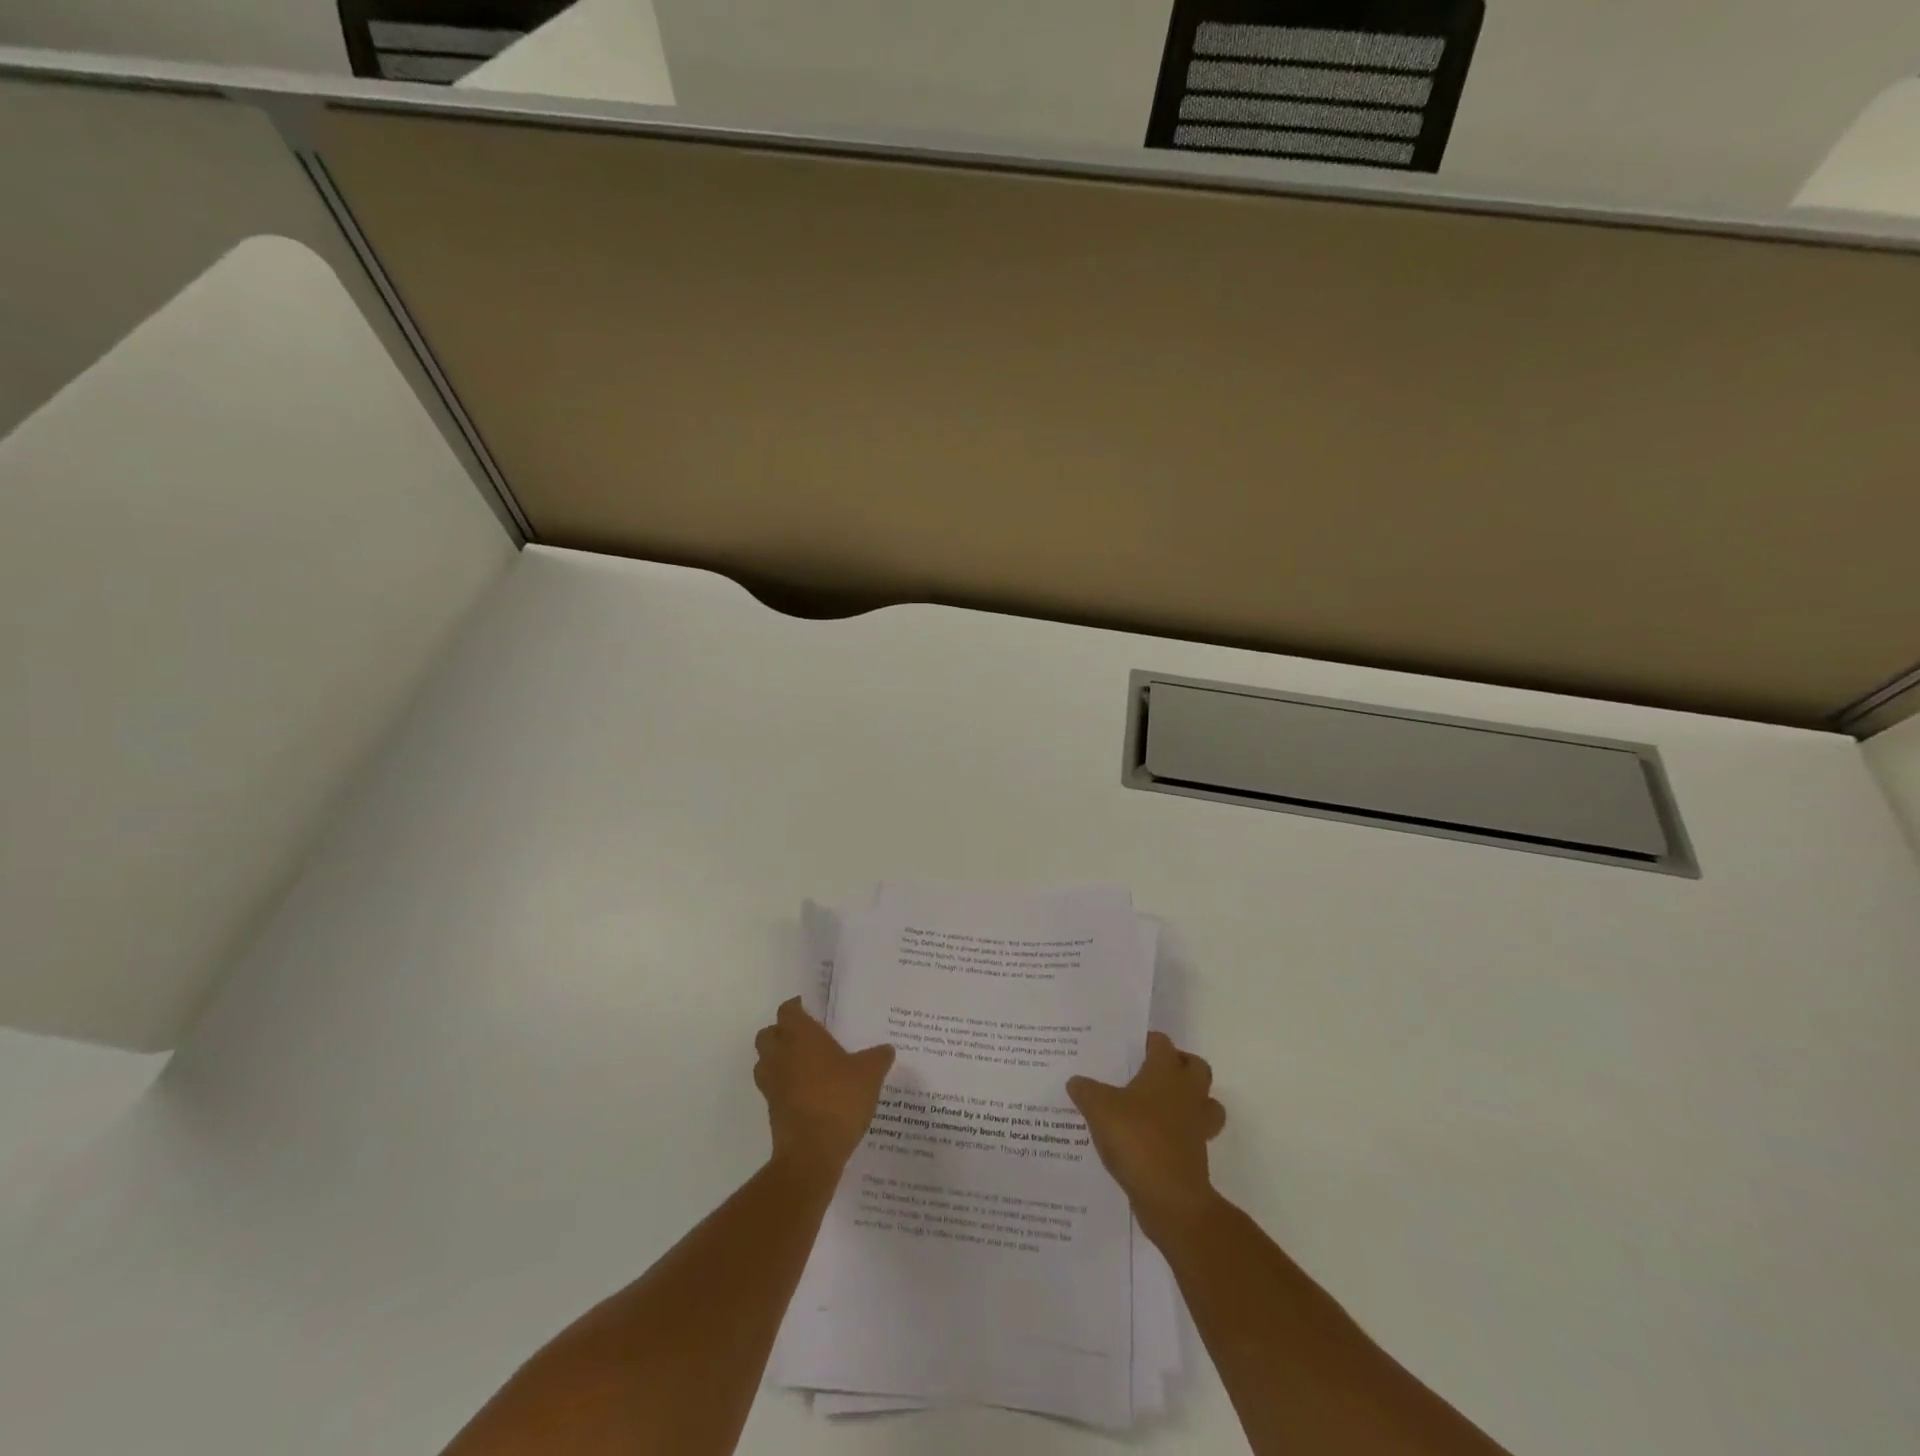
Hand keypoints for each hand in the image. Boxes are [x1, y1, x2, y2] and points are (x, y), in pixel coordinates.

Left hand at [753, 998, 894, 1185]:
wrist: (812, 1153)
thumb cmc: (839, 1099)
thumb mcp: (870, 1074)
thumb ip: (878, 1057)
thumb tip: (886, 1049)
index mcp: (800, 1036)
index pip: (788, 1011)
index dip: (796, 1007)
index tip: (809, 1008)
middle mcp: (780, 1055)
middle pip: (768, 1034)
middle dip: (782, 1032)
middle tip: (805, 1036)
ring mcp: (772, 1084)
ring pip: (765, 1062)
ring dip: (778, 1059)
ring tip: (804, 1065)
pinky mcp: (771, 1110)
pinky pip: (773, 1088)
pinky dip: (784, 1086)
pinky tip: (808, 1092)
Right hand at [1067, 1032, 1225, 1240]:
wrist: (1170, 1198)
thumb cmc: (1136, 1138)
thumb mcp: (1099, 1109)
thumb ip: (1086, 1091)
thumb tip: (1076, 1081)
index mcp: (1165, 1072)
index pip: (1162, 1043)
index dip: (1148, 1042)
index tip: (1130, 1048)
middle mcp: (1187, 1093)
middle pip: (1196, 1068)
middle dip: (1180, 1066)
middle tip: (1152, 1073)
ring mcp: (1197, 1126)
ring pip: (1206, 1103)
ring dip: (1191, 1101)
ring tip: (1160, 1107)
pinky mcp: (1197, 1156)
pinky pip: (1195, 1136)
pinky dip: (1181, 1135)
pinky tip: (1153, 1141)